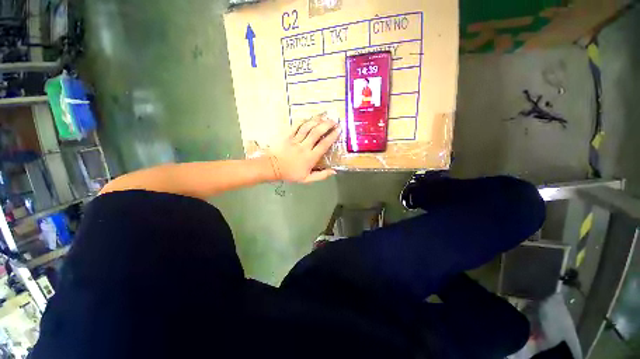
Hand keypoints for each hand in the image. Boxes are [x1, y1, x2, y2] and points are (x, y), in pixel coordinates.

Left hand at [268, 116, 339, 182]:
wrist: (272, 167)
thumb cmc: (290, 174)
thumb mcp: (307, 179)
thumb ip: (321, 175)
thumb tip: (334, 171)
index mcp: (310, 157)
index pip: (324, 145)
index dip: (332, 136)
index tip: (339, 129)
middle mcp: (304, 147)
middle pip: (317, 133)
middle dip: (327, 125)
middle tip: (334, 120)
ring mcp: (295, 140)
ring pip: (307, 127)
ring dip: (317, 120)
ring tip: (324, 116)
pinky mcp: (287, 135)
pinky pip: (296, 126)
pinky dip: (304, 121)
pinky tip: (310, 117)